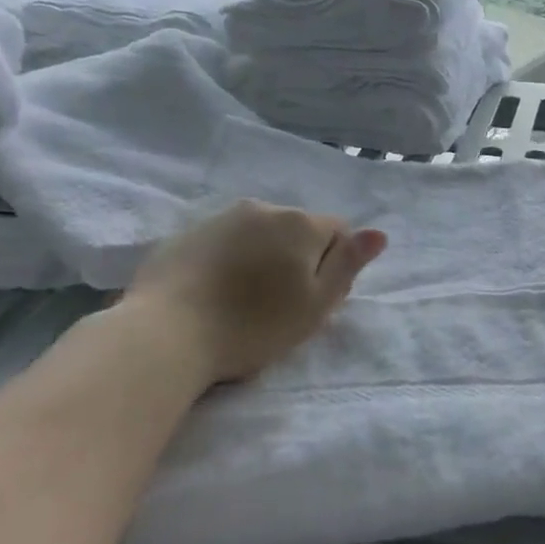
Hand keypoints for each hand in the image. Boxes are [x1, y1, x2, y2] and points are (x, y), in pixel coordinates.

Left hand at [124, 199, 386, 384]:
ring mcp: (220, 218)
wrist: (165, 334)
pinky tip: (215, 295)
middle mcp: (262, 209)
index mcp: (300, 223)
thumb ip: (349, 264)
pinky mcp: (185, 235)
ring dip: (263, 258)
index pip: (338, 231)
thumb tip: (379, 233)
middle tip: (282, 306)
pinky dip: (229, 262)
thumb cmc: (253, 326)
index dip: (335, 265)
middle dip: (298, 258)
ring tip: (245, 302)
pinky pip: (224, 243)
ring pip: (259, 235)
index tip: (316, 299)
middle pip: (297, 230)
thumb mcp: (316, 304)